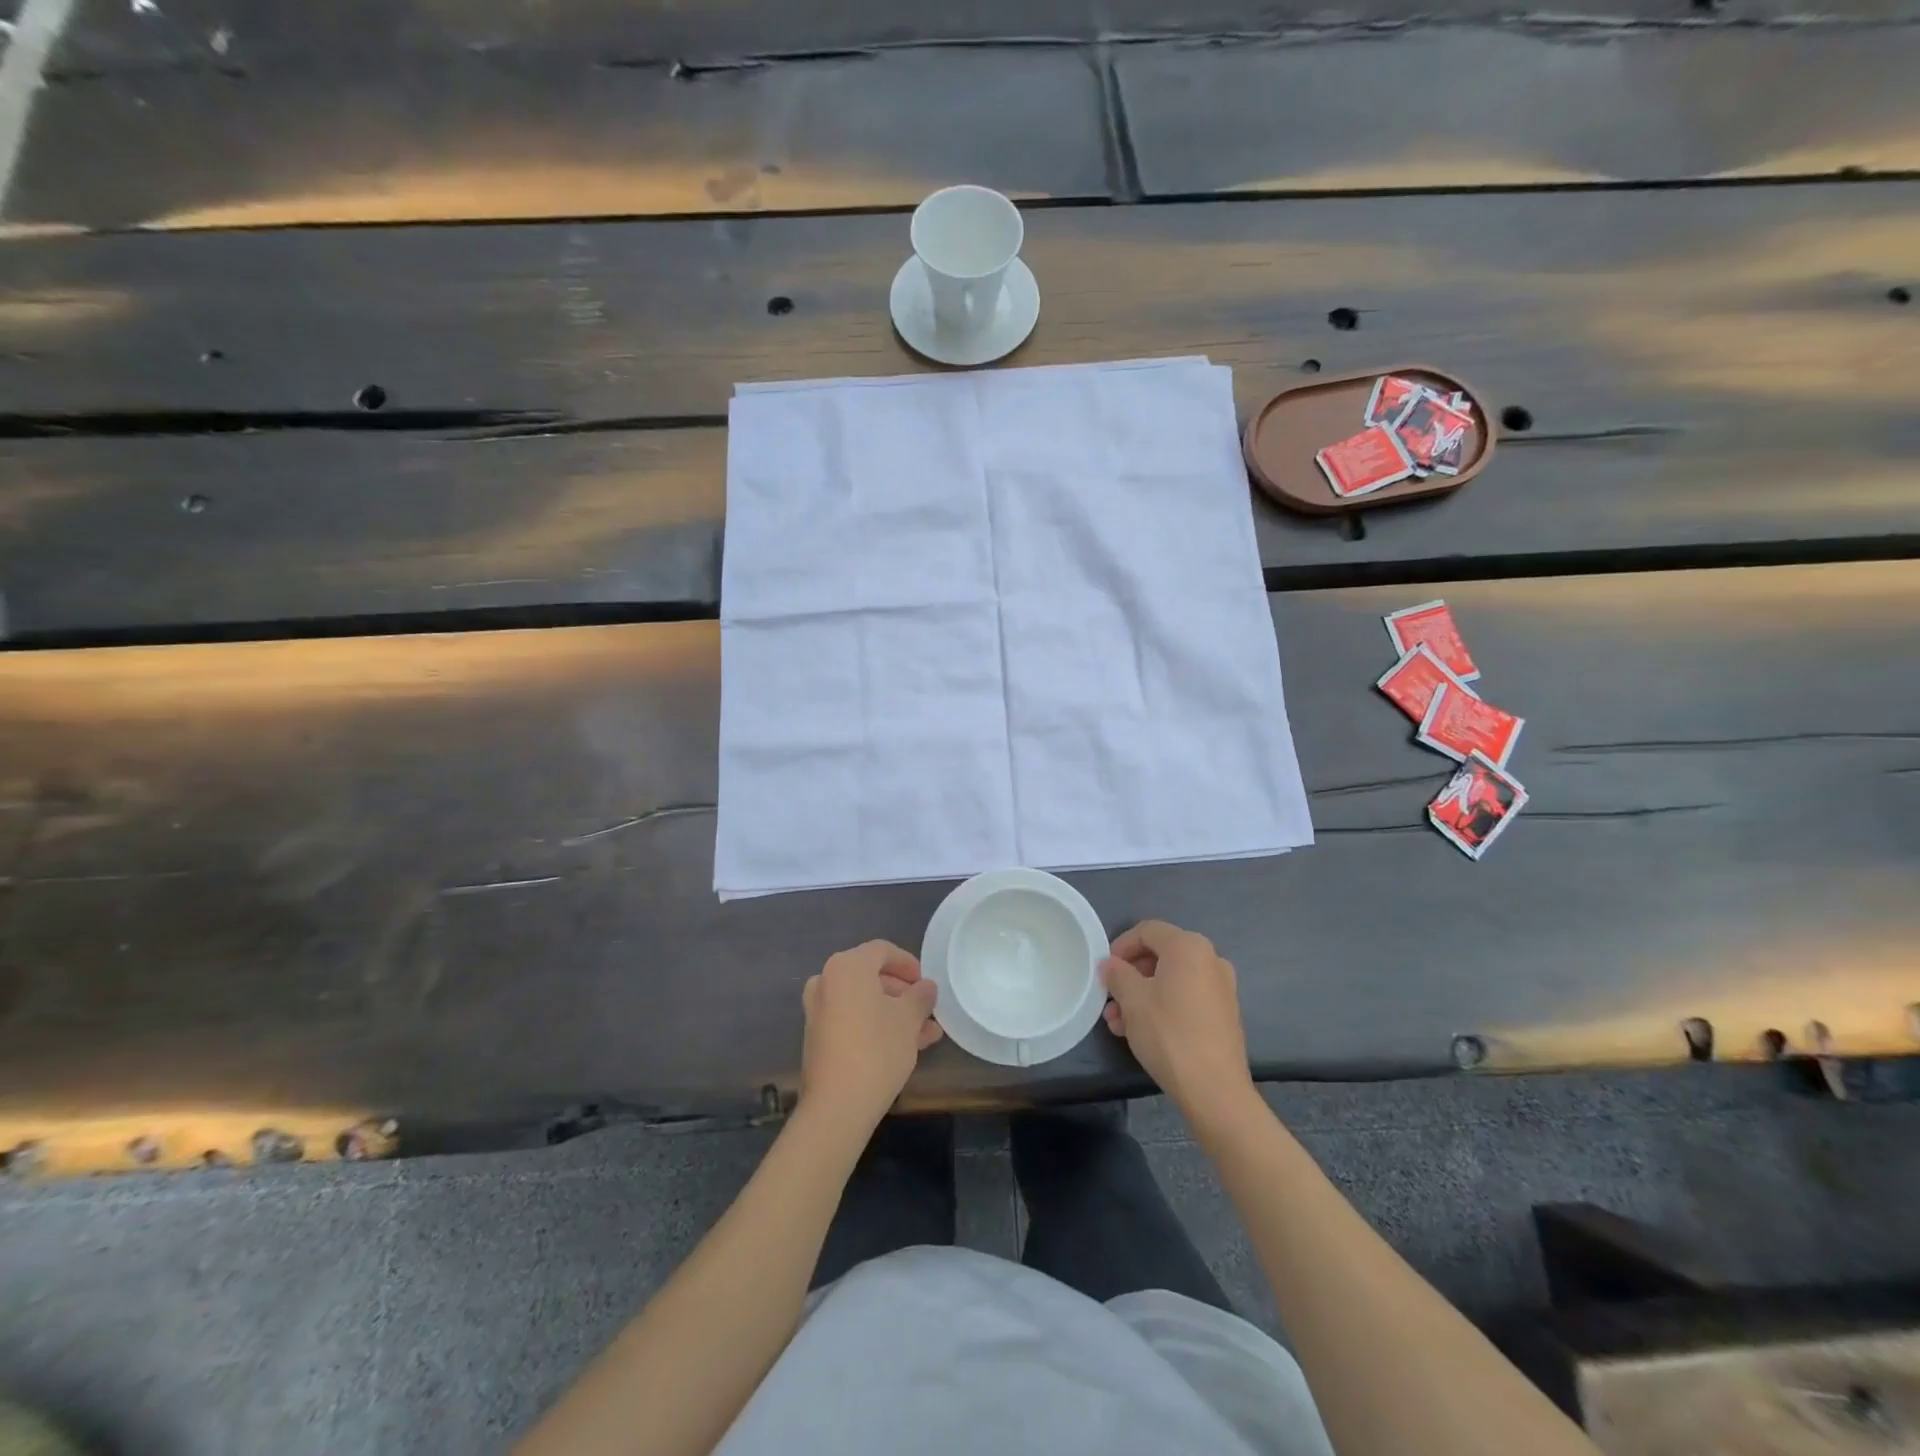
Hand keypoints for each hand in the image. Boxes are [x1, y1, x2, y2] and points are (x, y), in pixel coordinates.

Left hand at [799, 940, 941, 1131]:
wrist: (837, 1106)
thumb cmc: (877, 1049)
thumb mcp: (909, 1019)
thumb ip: (920, 996)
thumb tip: (927, 987)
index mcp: (846, 966)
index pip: (882, 951)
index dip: (909, 964)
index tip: (927, 984)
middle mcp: (826, 981)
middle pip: (871, 977)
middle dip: (903, 993)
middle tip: (927, 1010)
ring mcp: (818, 1010)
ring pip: (864, 1002)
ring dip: (894, 1013)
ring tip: (926, 1034)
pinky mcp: (818, 1037)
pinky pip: (852, 1019)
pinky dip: (875, 1025)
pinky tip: (904, 1046)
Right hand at [1102, 920, 1254, 1119]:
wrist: (1215, 1090)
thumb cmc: (1169, 1034)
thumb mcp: (1132, 1000)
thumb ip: (1117, 974)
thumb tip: (1110, 964)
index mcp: (1189, 947)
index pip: (1147, 931)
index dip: (1121, 946)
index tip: (1104, 970)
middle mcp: (1210, 959)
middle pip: (1160, 955)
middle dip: (1130, 976)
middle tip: (1110, 999)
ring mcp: (1221, 987)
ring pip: (1171, 980)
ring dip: (1142, 994)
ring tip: (1118, 1023)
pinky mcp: (1224, 1013)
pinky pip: (1186, 997)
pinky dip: (1163, 1005)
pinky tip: (1142, 1031)